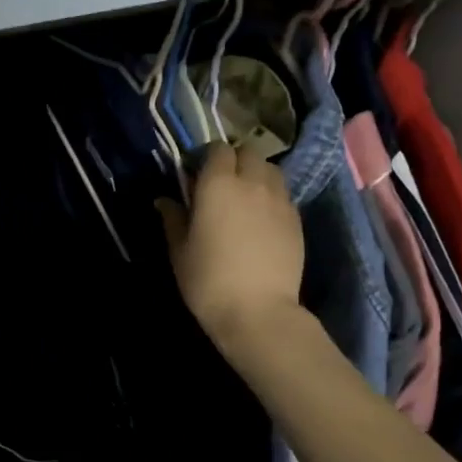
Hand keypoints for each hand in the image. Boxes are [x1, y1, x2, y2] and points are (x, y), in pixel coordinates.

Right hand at [158, 144, 304, 351]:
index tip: (195, 175)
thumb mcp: (180, 251)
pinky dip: (271, 197)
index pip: (217, 149)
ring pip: (270, 170)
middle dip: (234, 161)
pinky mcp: (296, 219)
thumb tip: (165, 200)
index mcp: (218, 184)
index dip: (206, 157)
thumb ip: (173, 219)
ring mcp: (279, 199)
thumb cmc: (208, 280)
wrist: (258, 311)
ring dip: (256, 175)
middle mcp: (252, 182)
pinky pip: (282, 194)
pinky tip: (261, 221)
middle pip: (248, 152)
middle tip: (220, 185)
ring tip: (244, 199)